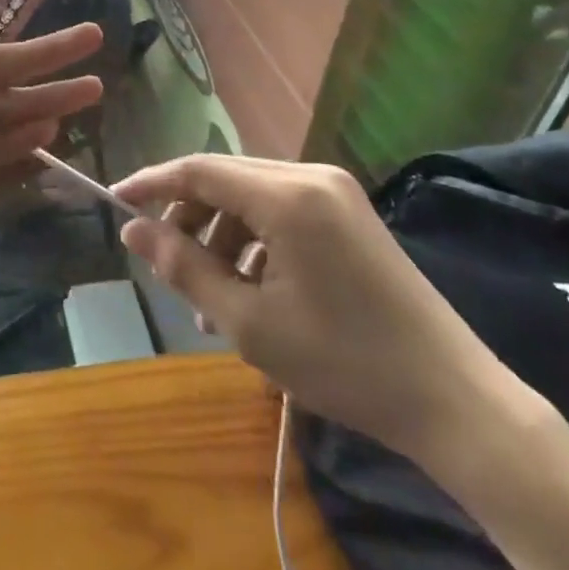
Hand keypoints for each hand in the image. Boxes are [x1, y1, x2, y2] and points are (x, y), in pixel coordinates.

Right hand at [114, 155, 518, 468]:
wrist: (453, 399)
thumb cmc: (344, 363)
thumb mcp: (250, 323)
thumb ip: (184, 268)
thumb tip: (133, 230)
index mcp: (287, 196)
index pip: (199, 170)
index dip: (152, 182)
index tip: (115, 201)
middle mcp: (310, 176)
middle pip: (225, 178)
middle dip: (188, 217)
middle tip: (165, 265)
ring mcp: (334, 191)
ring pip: (251, 196)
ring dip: (220, 236)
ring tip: (208, 300)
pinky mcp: (348, 212)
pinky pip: (281, 211)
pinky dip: (253, 242)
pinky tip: (248, 293)